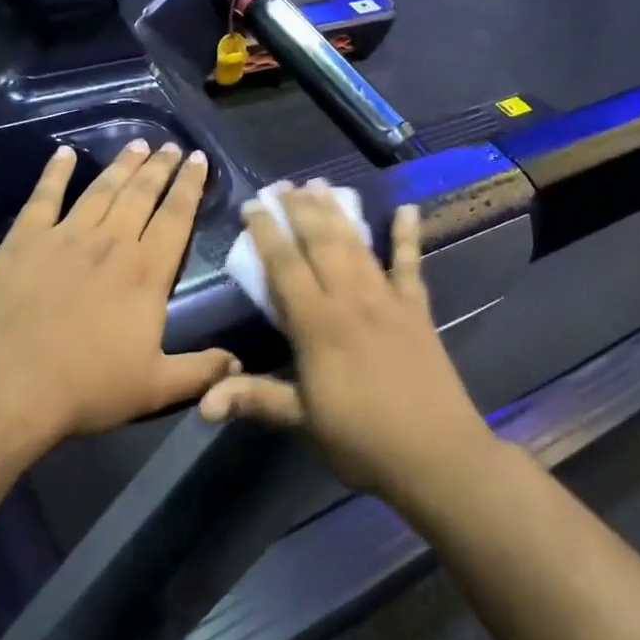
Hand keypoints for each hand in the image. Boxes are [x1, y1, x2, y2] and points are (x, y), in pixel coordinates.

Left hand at [0, 140, 239, 439]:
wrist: (6, 388)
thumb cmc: (86, 387)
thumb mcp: (155, 387)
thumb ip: (200, 371)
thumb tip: (239, 364)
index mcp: (146, 272)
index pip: (176, 217)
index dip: (189, 185)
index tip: (198, 159)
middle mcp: (111, 243)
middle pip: (141, 193)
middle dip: (160, 167)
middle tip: (171, 146)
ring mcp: (65, 237)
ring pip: (101, 189)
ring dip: (122, 164)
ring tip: (137, 144)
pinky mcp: (23, 241)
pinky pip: (43, 197)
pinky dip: (54, 172)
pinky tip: (63, 154)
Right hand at [199, 185, 493, 500]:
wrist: (437, 456)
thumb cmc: (362, 441)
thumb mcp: (303, 422)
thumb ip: (256, 400)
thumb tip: (203, 402)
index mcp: (318, 325)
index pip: (285, 266)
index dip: (267, 233)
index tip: (253, 205)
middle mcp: (350, 300)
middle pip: (321, 243)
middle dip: (300, 210)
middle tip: (284, 184)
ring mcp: (387, 300)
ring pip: (356, 245)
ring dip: (338, 212)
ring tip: (321, 184)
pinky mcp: (416, 309)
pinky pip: (411, 264)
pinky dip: (408, 236)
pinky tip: (407, 209)